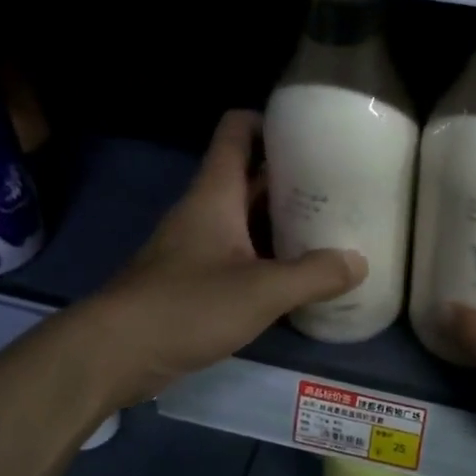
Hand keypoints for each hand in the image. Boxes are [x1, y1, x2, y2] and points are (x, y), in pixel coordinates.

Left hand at [75, 111, 366, 408]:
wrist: (115, 353)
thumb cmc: (187, 306)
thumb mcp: (261, 291)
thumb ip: (314, 275)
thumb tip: (359, 262)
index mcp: (216, 193)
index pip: (237, 131)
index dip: (271, 122)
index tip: (313, 132)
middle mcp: (205, 211)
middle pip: (250, 176)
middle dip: (292, 177)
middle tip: (341, 186)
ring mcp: (197, 246)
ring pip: (247, 218)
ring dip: (283, 220)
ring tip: (330, 228)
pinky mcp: (194, 280)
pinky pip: (239, 254)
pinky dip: (268, 256)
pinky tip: (298, 276)